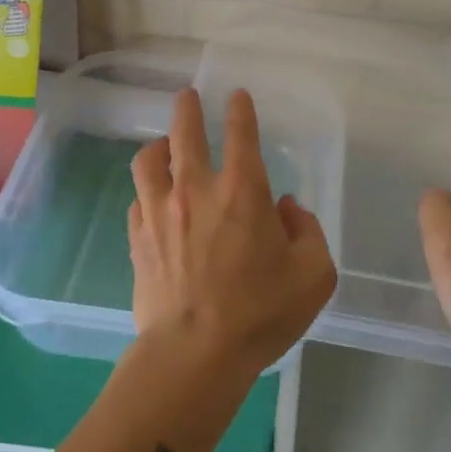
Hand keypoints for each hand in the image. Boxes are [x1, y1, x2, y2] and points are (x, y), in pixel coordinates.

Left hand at [129, 87, 336, 381]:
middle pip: (184, 133)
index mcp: (243, 191)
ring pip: (148, 161)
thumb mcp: (313, 275)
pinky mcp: (138, 240)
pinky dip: (147, 192)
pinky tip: (153, 201)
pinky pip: (137, 201)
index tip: (237, 96)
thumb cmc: (261, 313)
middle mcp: (197, 191)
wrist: (194, 355)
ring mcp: (160, 214)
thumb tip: (285, 209)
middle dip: (187, 108)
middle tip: (187, 96)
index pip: (241, 134)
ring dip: (158, 147)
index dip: (240, 110)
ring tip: (165, 146)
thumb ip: (308, 232)